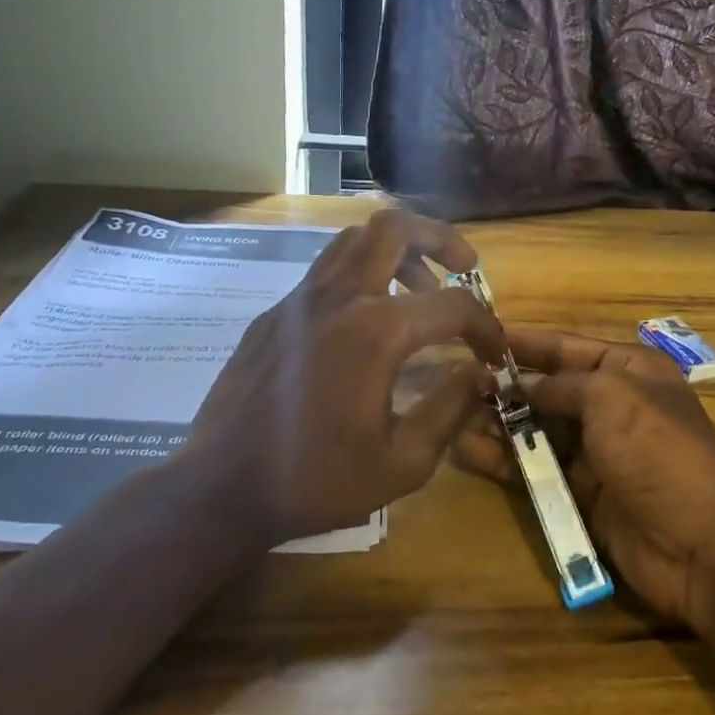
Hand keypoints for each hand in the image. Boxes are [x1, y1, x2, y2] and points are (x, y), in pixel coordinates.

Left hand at [188, 209, 506, 544]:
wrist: (220, 487)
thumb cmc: (315, 480)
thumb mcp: (402, 463)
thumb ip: (450, 409)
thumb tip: (480, 374)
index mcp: (376, 332)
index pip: (452, 305)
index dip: (485, 326)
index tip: (493, 353)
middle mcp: (339, 297)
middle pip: (395, 228)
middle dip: (440, 238)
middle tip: (463, 269)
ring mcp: (299, 299)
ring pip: (354, 240)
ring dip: (397, 251)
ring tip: (416, 290)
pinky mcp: (273, 314)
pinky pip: (325, 271)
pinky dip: (358, 277)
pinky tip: (363, 324)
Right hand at [455, 330, 714, 627]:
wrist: (700, 543)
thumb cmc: (657, 450)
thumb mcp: (612, 396)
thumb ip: (561, 385)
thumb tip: (524, 386)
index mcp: (627, 370)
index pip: (564, 347)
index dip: (522, 342)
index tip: (476, 336)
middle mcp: (609, 405)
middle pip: (545, 389)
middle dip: (502, 386)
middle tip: (451, 384)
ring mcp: (594, 452)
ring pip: (535, 431)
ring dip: (497, 424)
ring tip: (450, 417)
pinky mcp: (580, 494)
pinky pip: (535, 470)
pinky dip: (503, 461)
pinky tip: (466, 452)